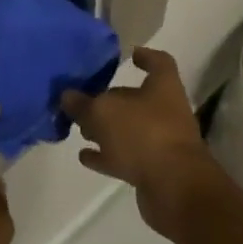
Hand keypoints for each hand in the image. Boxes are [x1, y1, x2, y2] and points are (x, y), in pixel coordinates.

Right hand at [61, 47, 223, 238]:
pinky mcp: (153, 170)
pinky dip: (106, 156)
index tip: (129, 54)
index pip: (159, 63)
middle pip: (137, 99)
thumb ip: (83, 103)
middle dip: (112, 99)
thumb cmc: (143, 134)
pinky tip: (84, 156)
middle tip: (84, 99)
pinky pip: (125, 158)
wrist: (174, 189)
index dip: (145, 57)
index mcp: (162, 87)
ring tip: (80, 129)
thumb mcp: (103, 112)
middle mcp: (165, 111)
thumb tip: (68, 96)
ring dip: (107, 130)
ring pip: (129, 130)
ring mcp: (160, 143)